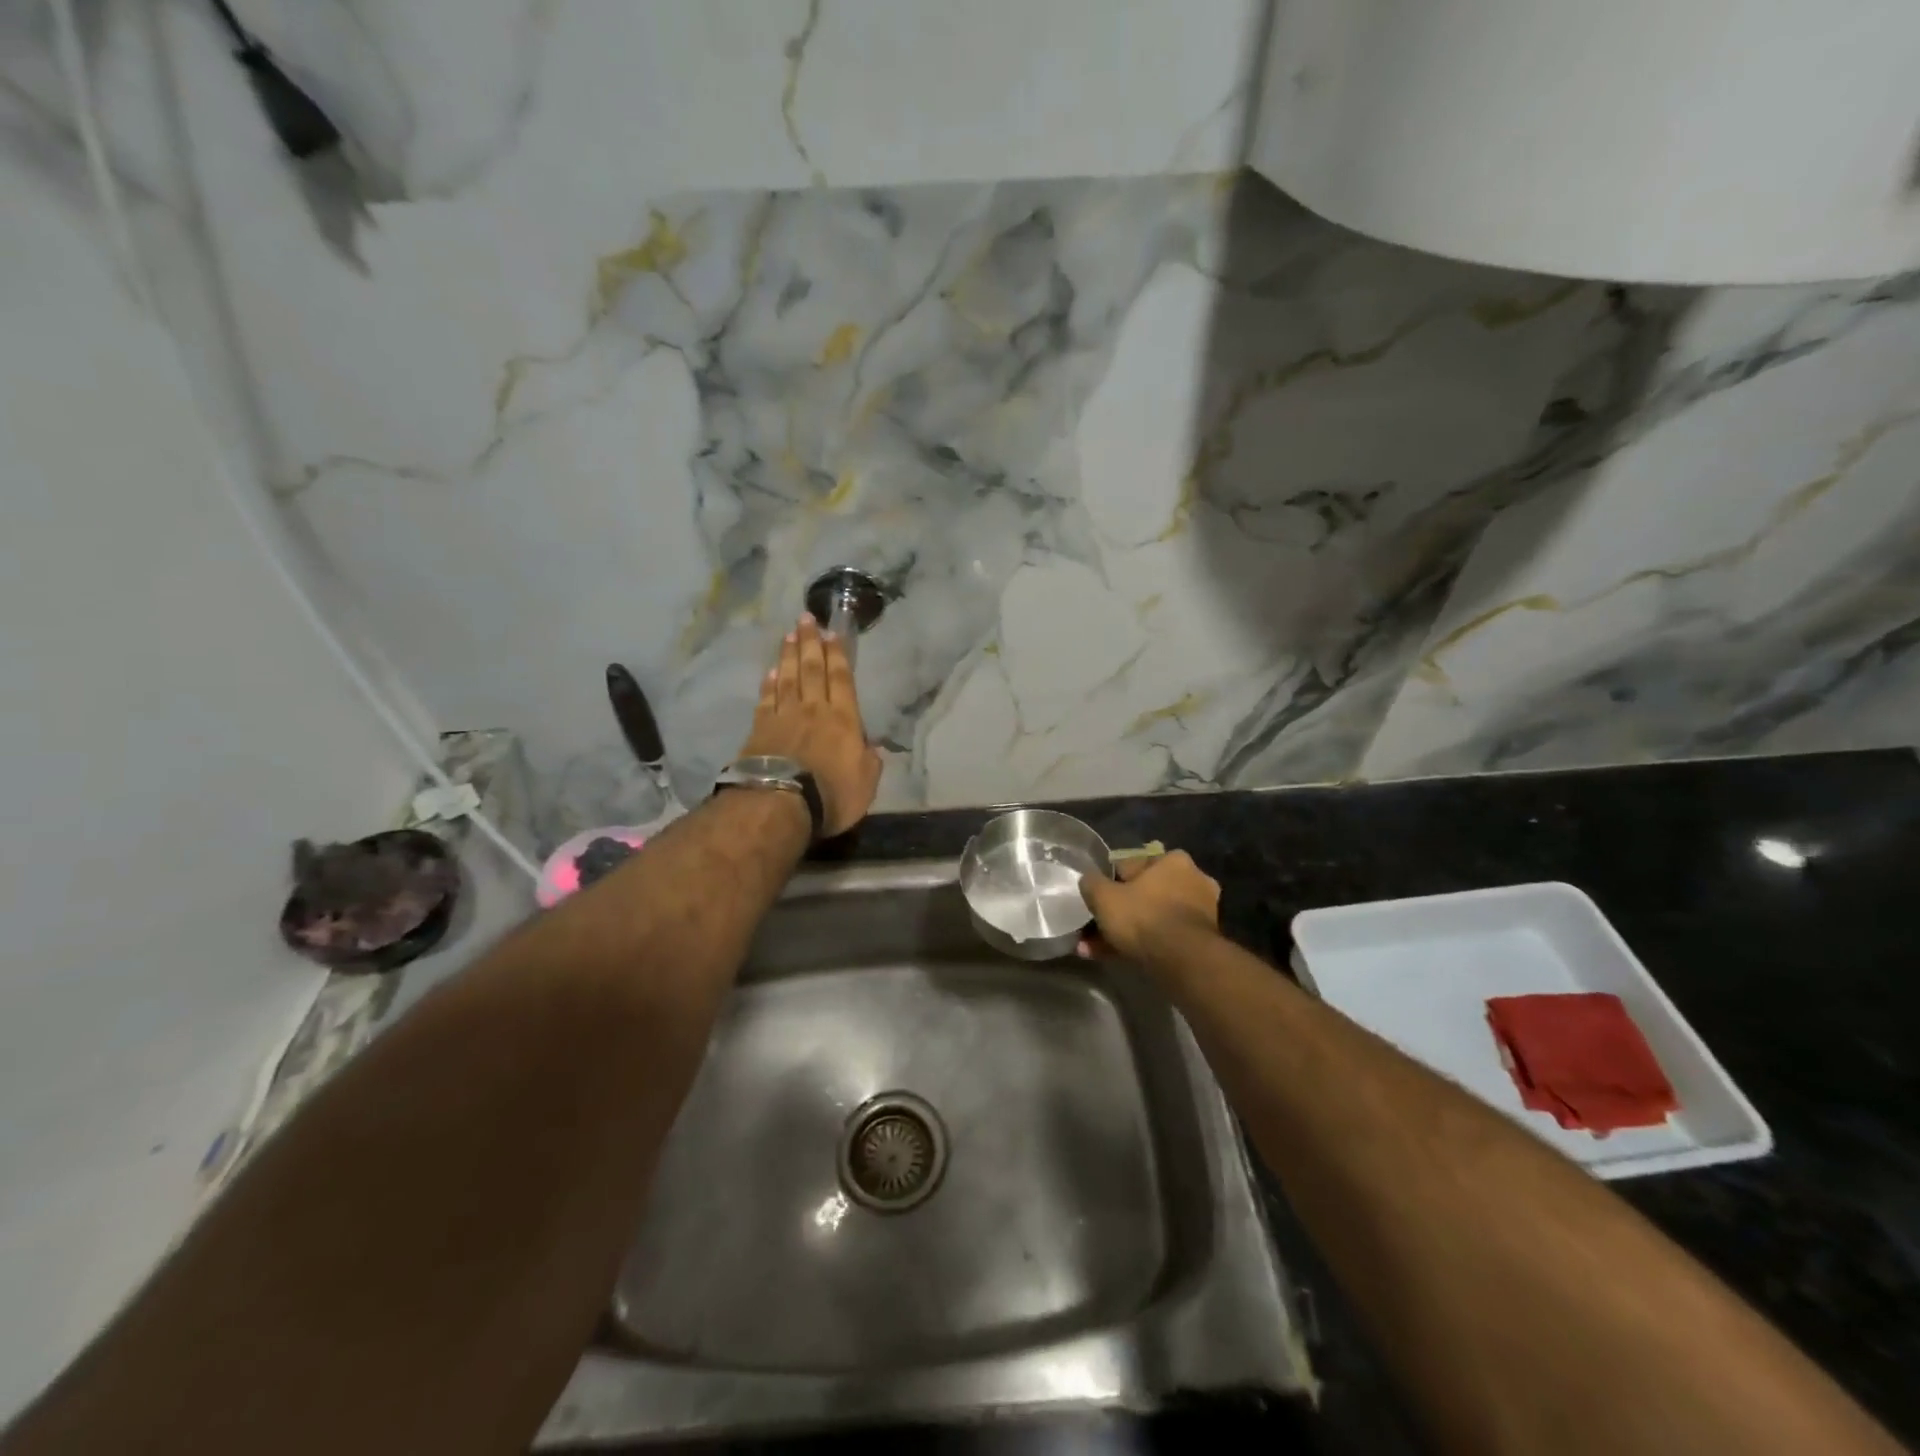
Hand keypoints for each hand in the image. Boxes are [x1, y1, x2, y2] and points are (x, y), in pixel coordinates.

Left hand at [737, 613, 881, 836]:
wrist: (781, 804)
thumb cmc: (832, 795)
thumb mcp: (866, 783)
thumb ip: (869, 761)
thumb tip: (870, 747)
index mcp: (843, 719)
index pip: (841, 679)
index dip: (838, 655)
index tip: (833, 633)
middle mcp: (813, 710)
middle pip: (812, 669)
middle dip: (810, 643)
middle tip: (806, 619)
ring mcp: (783, 717)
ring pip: (787, 678)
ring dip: (789, 655)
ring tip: (789, 635)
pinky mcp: (759, 730)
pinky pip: (766, 699)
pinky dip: (768, 683)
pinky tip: (770, 672)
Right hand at [1077, 850, 1220, 961]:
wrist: (1184, 961)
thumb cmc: (1143, 916)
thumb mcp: (1104, 896)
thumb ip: (1092, 883)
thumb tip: (1089, 880)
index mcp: (1174, 861)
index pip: (1133, 865)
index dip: (1110, 882)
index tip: (1096, 899)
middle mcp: (1193, 881)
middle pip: (1144, 895)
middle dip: (1117, 913)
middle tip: (1094, 928)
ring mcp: (1200, 912)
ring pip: (1151, 919)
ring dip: (1124, 932)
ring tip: (1094, 950)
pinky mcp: (1202, 941)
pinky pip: (1162, 937)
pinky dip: (1140, 945)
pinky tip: (1113, 958)